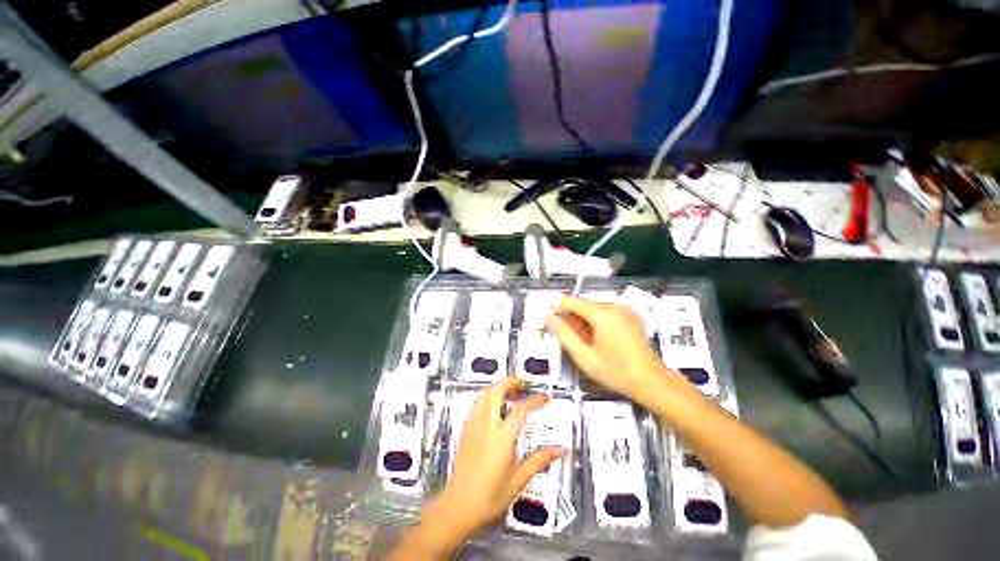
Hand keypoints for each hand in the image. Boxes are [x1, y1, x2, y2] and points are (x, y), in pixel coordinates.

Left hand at [400, 378, 561, 557]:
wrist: (458, 506)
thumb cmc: (490, 496)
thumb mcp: (518, 480)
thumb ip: (539, 460)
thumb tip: (560, 450)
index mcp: (502, 437)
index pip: (521, 409)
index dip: (535, 400)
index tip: (545, 397)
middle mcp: (487, 425)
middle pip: (497, 390)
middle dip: (512, 382)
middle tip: (525, 385)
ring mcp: (474, 425)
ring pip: (484, 393)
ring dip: (499, 387)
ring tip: (511, 391)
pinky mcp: (466, 429)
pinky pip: (477, 403)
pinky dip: (488, 396)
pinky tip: (494, 406)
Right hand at [548, 297, 669, 400]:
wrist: (651, 382)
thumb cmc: (616, 371)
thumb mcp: (584, 357)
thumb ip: (564, 335)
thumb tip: (551, 318)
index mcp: (602, 314)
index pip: (571, 301)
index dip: (557, 310)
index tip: (551, 324)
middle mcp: (614, 306)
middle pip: (583, 305)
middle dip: (572, 318)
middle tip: (570, 340)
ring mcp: (625, 310)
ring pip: (593, 309)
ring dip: (584, 321)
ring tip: (586, 343)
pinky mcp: (631, 316)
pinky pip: (606, 313)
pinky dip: (597, 322)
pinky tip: (599, 340)